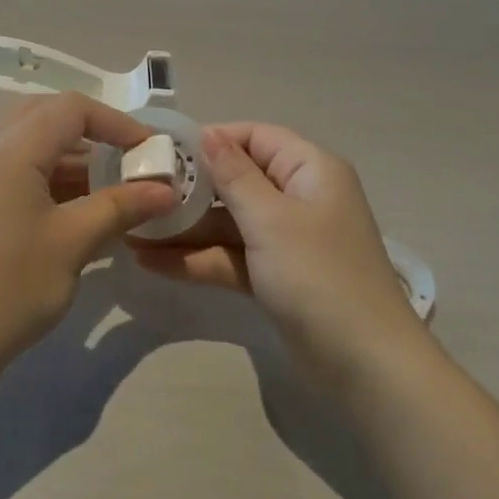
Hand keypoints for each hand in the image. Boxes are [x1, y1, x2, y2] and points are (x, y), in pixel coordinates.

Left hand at [0, 93, 177, 370]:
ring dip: (70, 153)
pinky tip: (75, 205)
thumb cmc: (11, 286)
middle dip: (91, 130)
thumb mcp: (74, 243)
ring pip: (29, 140)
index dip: (116, 122)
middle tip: (125, 157)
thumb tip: (167, 189)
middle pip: (46, 114)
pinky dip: (49, 172)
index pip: (71, 108)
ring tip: (109, 184)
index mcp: (11, 150)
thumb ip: (122, 206)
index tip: (148, 151)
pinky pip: (15, 165)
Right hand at [133, 124, 419, 383]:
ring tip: (133, 234)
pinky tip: (152, 263)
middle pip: (238, 180)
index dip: (212, 140)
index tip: (165, 152)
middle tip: (140, 194)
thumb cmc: (318, 274)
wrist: (366, 366)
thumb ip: (233, 175)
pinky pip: (232, 256)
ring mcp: (287, 240)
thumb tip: (207, 133)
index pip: (255, 137)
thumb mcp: (270, 219)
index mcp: (309, 170)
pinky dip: (199, 260)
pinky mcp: (277, 276)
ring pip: (230, 223)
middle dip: (190, 190)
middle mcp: (299, 197)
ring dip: (186, 230)